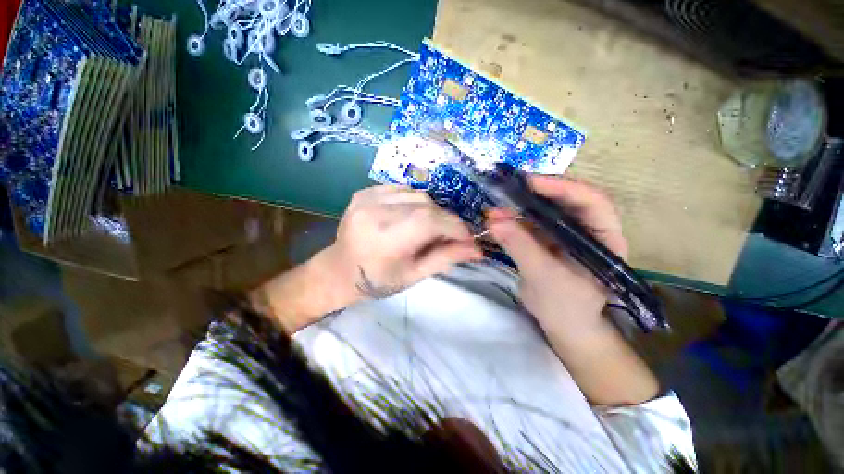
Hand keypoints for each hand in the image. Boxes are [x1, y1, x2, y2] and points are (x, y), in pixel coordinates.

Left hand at [252, 185, 481, 332]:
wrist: (340, 270)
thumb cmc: (378, 280)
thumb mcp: (414, 275)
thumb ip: (446, 258)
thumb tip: (477, 249)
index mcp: (385, 239)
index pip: (430, 221)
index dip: (455, 226)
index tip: (467, 237)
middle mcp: (374, 212)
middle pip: (426, 205)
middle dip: (445, 219)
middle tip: (449, 235)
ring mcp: (366, 198)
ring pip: (417, 194)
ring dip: (430, 209)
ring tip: (428, 227)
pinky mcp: (364, 192)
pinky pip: (401, 189)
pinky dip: (414, 201)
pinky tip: (410, 215)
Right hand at [488, 176, 626, 333]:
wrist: (561, 325)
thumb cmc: (566, 307)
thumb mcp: (544, 277)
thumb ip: (521, 247)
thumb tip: (494, 221)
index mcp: (604, 239)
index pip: (592, 202)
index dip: (563, 188)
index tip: (531, 182)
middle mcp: (587, 230)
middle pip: (565, 201)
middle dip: (536, 194)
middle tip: (508, 189)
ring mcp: (565, 234)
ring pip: (544, 211)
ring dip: (519, 208)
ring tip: (495, 209)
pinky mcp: (546, 240)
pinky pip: (530, 224)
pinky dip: (512, 221)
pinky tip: (496, 221)